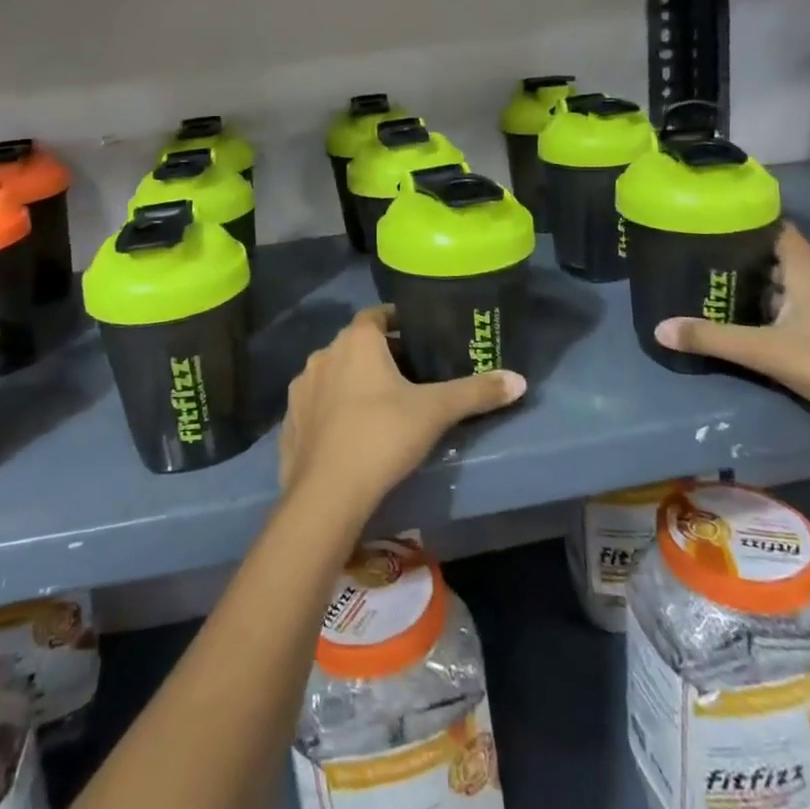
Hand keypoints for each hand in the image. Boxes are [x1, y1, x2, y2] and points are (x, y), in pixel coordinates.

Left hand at [279, 305, 525, 523]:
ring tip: (381, 405)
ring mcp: (302, 388)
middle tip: (410, 375)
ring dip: (353, 381)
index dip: (397, 322)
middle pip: (356, 345)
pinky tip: (350, 433)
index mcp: (356, 341)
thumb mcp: (436, 411)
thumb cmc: (383, 435)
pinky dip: (333, 410)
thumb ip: (476, 392)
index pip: (377, 315)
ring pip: (334, 374)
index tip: (418, 335)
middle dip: (380, 355)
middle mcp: (323, 354)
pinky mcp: (289, 421)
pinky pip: (316, 405)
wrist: (327, 493)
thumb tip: (520, 380)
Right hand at [653, 225, 809, 460]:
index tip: (712, 224)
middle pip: (782, 258)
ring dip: (764, 288)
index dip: (747, 224)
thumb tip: (659, 328)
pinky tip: (762, 326)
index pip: (777, 230)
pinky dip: (783, 309)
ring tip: (722, 293)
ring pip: (796, 285)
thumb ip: (714, 339)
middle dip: (745, 260)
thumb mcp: (770, 354)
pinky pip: (809, 307)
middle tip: (703, 263)